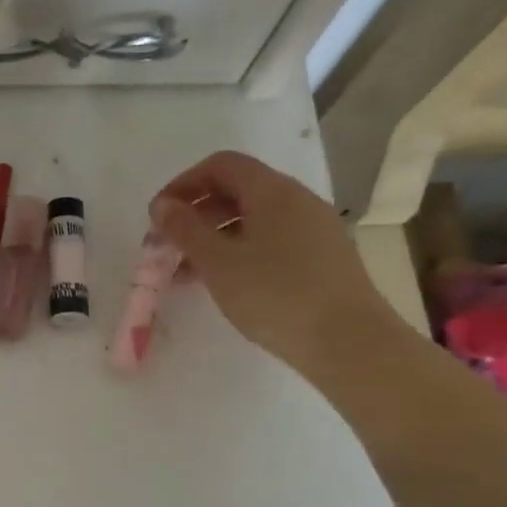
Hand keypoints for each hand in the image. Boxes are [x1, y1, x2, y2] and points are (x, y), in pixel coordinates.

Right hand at [148, 150, 403, 376]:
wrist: (349, 342)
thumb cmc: (275, 294)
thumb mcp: (217, 262)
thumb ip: (184, 229)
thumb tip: (162, 205)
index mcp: (273, 191)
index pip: (221, 165)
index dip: (184, 183)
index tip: (158, 216)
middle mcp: (297, 200)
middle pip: (237, 190)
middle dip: (196, 213)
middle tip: (168, 246)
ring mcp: (314, 229)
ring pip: (253, 219)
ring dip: (214, 237)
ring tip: (187, 273)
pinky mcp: (322, 257)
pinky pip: (271, 240)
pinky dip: (239, 252)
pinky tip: (224, 283)